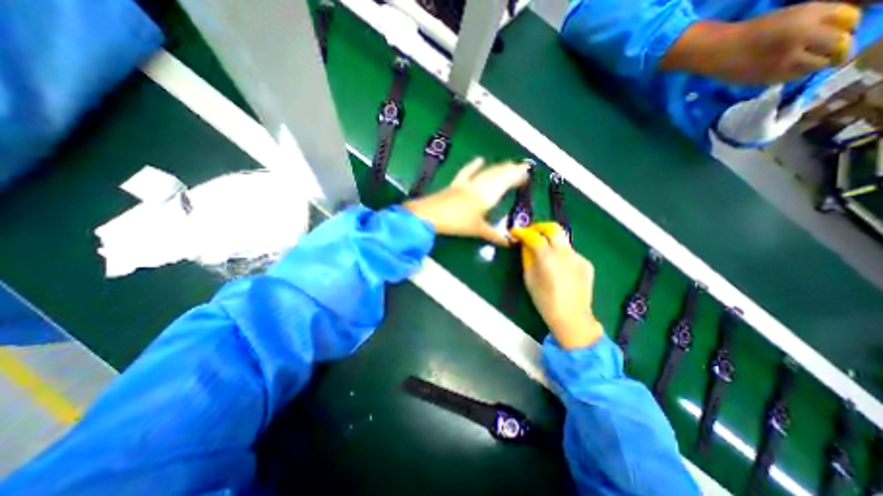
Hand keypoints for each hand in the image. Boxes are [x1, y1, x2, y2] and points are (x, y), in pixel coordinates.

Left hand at [403, 157, 529, 242]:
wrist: (431, 215)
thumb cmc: (457, 223)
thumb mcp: (478, 230)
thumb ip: (494, 235)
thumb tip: (509, 243)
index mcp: (487, 196)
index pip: (506, 182)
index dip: (517, 176)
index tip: (526, 172)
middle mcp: (479, 186)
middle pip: (498, 174)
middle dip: (510, 169)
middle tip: (521, 166)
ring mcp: (467, 183)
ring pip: (486, 172)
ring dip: (498, 167)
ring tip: (507, 163)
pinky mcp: (456, 184)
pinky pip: (467, 172)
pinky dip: (474, 165)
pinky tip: (479, 159)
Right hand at [507, 222, 603, 351]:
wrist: (572, 317)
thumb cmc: (544, 300)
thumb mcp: (529, 279)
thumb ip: (527, 257)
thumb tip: (525, 244)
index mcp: (547, 257)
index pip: (533, 236)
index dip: (522, 232)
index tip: (515, 232)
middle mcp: (564, 252)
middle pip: (552, 228)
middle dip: (539, 227)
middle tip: (530, 233)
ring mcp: (578, 256)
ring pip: (562, 240)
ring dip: (550, 241)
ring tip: (543, 251)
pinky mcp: (586, 263)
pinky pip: (570, 253)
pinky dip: (561, 254)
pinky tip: (558, 266)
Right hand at [662, 1, 863, 82]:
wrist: (717, 52)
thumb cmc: (752, 31)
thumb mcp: (791, 15)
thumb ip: (818, 20)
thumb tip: (839, 32)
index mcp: (810, 16)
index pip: (851, 21)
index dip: (847, 27)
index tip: (839, 33)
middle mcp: (801, 37)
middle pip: (839, 45)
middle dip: (838, 49)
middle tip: (831, 53)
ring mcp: (784, 61)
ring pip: (817, 65)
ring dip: (815, 64)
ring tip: (804, 63)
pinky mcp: (768, 78)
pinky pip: (793, 77)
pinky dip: (794, 74)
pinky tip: (783, 71)